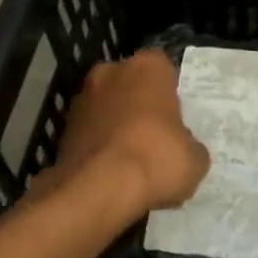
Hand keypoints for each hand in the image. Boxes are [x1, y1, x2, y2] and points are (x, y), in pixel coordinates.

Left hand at [50, 50, 209, 212]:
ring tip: (131, 159)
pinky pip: (90, 132)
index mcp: (147, 67)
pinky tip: (110, 171)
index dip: (170, 93)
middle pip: (131, 84)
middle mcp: (110, 72)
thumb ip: (190, 145)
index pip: (163, 68)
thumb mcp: (195, 159)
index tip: (176, 118)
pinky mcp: (62, 128)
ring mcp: (81, 98)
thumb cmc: (155, 160)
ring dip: (116, 124)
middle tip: (155, 136)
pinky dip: (99, 145)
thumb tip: (183, 148)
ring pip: (107, 107)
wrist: (96, 190)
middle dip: (140, 104)